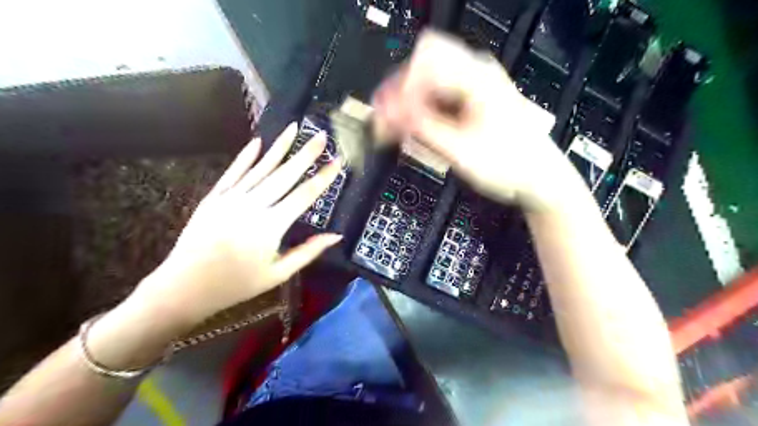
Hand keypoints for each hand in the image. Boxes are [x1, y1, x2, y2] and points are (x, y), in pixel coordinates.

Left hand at [124, 125, 343, 333]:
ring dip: (279, 147)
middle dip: (305, 154)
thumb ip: (308, 251)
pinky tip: (258, 142)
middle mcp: (253, 206)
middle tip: (321, 135)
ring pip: (260, 168)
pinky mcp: (214, 197)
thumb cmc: (238, 284)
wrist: (185, 287)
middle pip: (285, 175)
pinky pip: (234, 172)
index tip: (337, 161)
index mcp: (271, 226)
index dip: (323, 177)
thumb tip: (336, 235)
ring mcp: (231, 198)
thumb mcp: (279, 274)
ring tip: (294, 128)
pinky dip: (246, 156)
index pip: (304, 195)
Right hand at [373, 30, 561, 209]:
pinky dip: (423, 110)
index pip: (423, 62)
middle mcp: (476, 72)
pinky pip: (437, 93)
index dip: (400, 90)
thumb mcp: (461, 151)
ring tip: (402, 131)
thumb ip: (422, 129)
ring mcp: (474, 83)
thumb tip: (389, 113)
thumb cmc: (511, 165)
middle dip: (400, 91)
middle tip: (388, 121)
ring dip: (410, 101)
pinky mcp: (471, 97)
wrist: (538, 176)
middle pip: (423, 61)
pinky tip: (419, 131)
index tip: (388, 119)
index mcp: (477, 78)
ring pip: (427, 77)